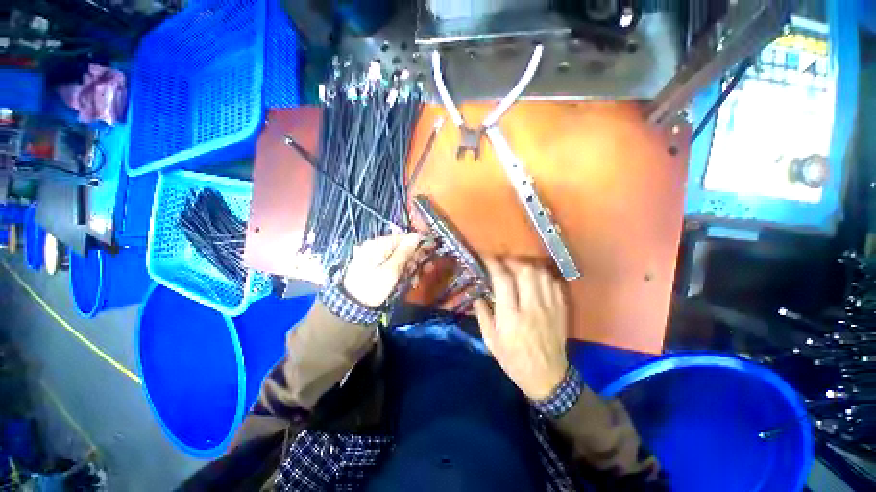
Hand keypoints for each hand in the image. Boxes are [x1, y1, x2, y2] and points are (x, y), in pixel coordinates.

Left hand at [342, 233, 422, 307]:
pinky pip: (393, 264)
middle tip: (422, 270)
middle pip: (401, 247)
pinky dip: (401, 271)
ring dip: (409, 267)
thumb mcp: (391, 271)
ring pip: (399, 257)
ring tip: (414, 280)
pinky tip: (406, 280)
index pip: (402, 238)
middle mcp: (376, 247)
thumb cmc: (372, 288)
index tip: (429, 253)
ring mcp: (375, 257)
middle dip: (414, 258)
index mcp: (377, 245)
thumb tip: (416, 236)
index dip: (417, 244)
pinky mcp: (376, 266)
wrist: (353, 306)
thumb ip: (404, 253)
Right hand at [474, 259, 569, 400]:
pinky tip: (535, 278)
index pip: (503, 281)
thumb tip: (477, 296)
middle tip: (503, 261)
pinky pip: (554, 284)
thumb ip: (483, 315)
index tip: (486, 256)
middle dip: (512, 261)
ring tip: (518, 268)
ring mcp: (550, 308)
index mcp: (511, 317)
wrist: (548, 378)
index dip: (494, 264)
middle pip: (525, 271)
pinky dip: (543, 276)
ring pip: (541, 274)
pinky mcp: (561, 310)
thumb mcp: (491, 342)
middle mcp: (531, 308)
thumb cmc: (514, 360)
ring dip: (528, 266)